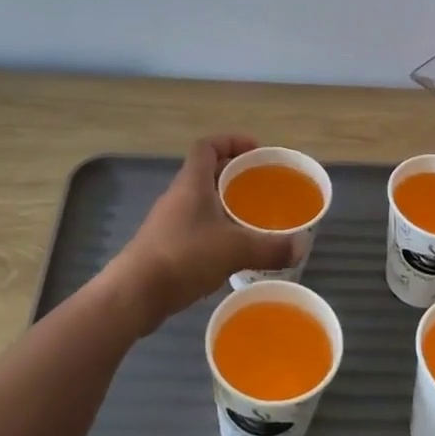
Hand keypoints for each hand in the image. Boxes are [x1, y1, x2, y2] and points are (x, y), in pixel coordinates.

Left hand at [102, 135, 295, 334]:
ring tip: (251, 218)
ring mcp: (168, 221)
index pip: (208, 146)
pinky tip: (231, 250)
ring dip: (224, 204)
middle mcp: (178, 195)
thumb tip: (301, 246)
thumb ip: (269, 247)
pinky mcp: (164, 246)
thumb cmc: (183, 256)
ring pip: (201, 201)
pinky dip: (215, 229)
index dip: (232, 141)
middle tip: (261, 186)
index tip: (256, 151)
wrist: (134, 294)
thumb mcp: (234, 249)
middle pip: (207, 172)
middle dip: (234, 175)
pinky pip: (195, 226)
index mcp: (192, 183)